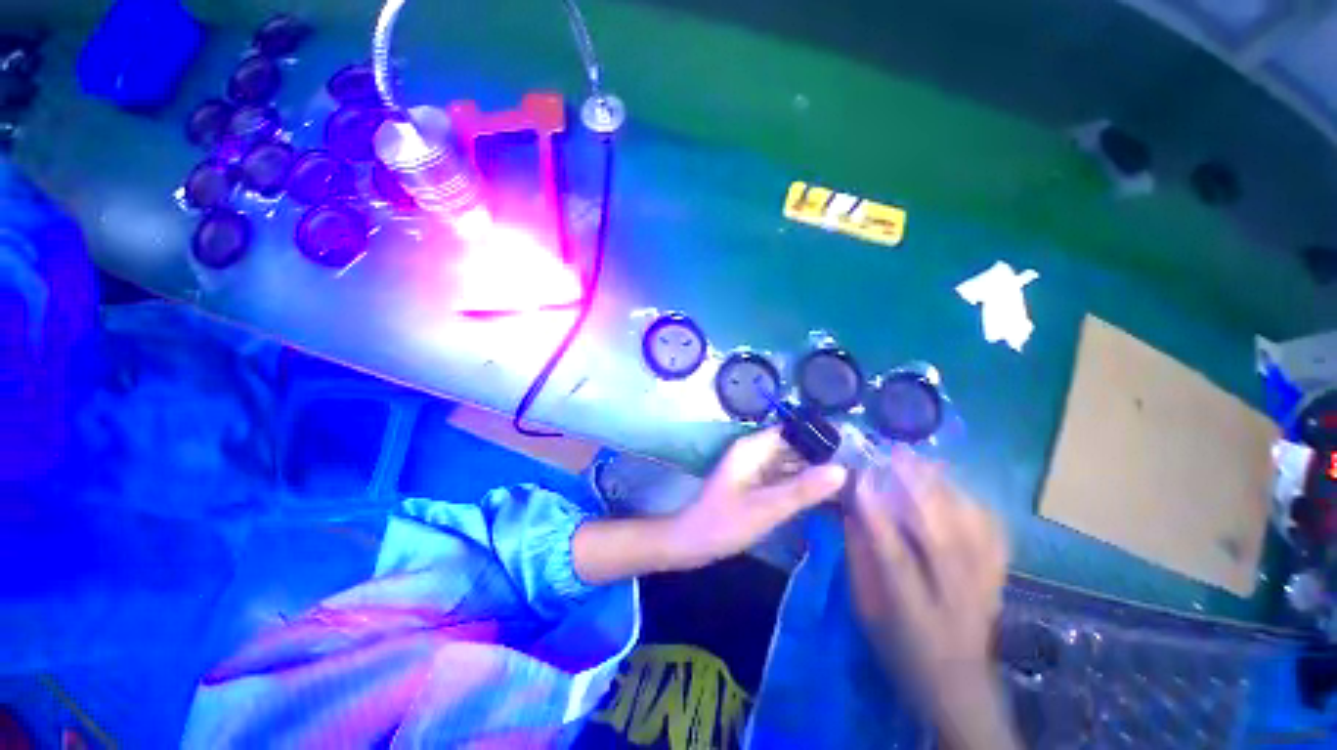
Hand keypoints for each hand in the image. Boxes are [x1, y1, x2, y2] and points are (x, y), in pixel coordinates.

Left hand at [665, 427, 847, 570]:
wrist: (691, 542)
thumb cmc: (725, 522)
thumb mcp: (767, 507)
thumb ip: (803, 490)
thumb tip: (842, 470)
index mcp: (753, 448)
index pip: (791, 431)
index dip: (819, 436)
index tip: (851, 447)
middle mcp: (754, 453)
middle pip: (792, 447)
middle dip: (820, 456)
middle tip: (858, 469)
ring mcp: (754, 469)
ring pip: (789, 463)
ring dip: (812, 471)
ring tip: (849, 481)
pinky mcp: (755, 485)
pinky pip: (782, 478)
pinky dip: (800, 484)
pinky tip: (824, 496)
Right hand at [844, 450, 1015, 749]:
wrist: (959, 688)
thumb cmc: (900, 649)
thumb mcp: (867, 611)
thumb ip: (859, 560)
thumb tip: (852, 512)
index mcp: (914, 611)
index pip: (893, 555)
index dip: (876, 513)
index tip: (860, 477)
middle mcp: (956, 597)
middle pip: (943, 536)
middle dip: (918, 488)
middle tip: (897, 454)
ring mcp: (985, 588)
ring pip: (973, 530)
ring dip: (947, 489)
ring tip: (924, 461)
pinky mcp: (999, 581)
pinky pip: (995, 536)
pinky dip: (975, 504)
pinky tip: (957, 488)